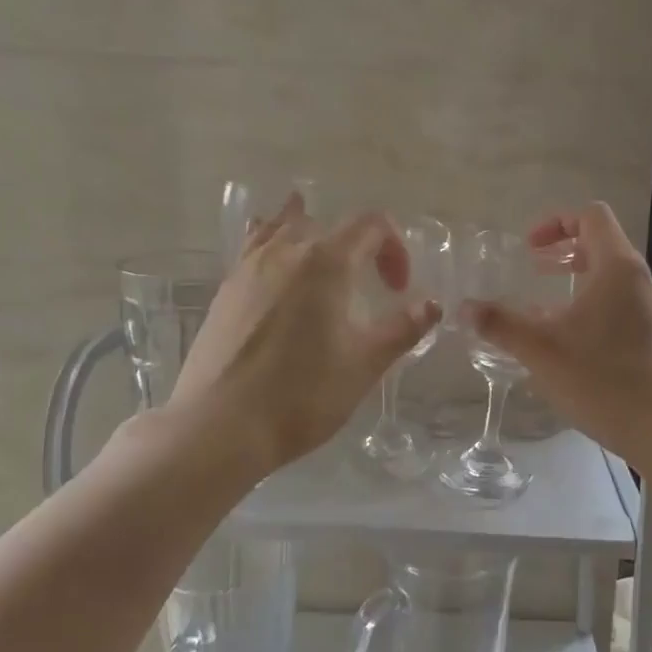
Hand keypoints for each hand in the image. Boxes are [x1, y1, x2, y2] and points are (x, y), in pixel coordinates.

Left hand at [154, 197, 439, 479]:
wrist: (219, 427)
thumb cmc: (302, 395)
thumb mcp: (365, 364)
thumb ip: (403, 329)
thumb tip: (432, 304)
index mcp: (326, 262)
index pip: (371, 225)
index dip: (395, 248)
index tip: (398, 289)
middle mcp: (286, 251)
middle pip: (330, 224)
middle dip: (360, 247)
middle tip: (370, 286)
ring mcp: (248, 267)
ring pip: (285, 228)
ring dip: (315, 237)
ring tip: (326, 257)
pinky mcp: (226, 290)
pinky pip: (255, 247)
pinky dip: (274, 243)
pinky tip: (277, 264)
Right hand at [464, 202, 651, 465]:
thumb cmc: (601, 379)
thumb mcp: (540, 349)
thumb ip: (500, 324)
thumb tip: (464, 308)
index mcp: (618, 268)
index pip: (592, 216)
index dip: (556, 222)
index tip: (529, 248)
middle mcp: (641, 281)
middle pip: (603, 245)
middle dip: (564, 252)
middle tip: (534, 270)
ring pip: (612, 280)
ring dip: (577, 283)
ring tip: (545, 309)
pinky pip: (620, 307)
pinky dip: (592, 309)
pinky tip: (570, 344)